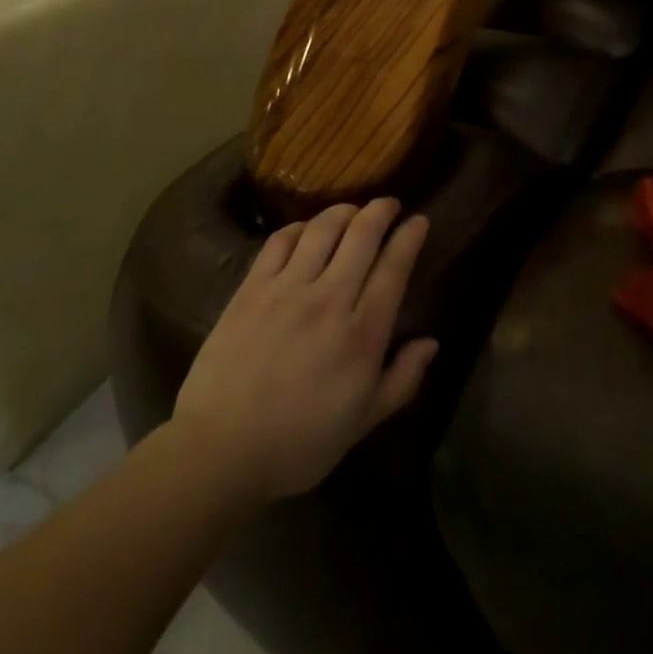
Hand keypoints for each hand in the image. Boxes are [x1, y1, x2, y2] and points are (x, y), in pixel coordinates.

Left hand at [171, 199, 438, 504]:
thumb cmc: (300, 444)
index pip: (394, 267)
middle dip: (380, 210)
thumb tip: (431, 342)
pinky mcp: (252, 288)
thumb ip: (402, 380)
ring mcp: (287, 289)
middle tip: (388, 204)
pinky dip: (300, 227)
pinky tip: (306, 230)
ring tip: (351, 210)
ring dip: (343, 211)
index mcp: (362, 334)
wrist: (221, 449)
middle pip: (362, 234)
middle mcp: (329, 299)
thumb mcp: (363, 422)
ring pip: (322, 228)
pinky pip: (280, 241)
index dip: (409, 237)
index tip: (418, 220)